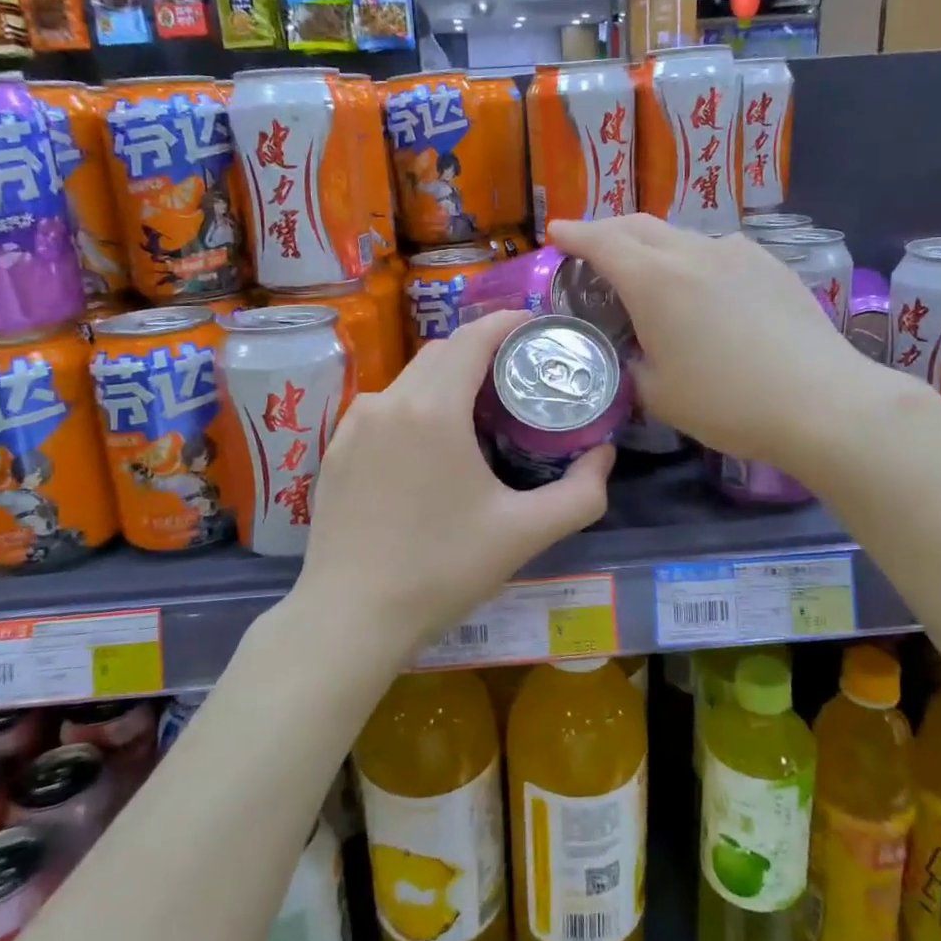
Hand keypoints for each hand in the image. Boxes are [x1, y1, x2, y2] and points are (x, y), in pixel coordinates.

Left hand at [294, 309, 614, 657]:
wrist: (350, 617)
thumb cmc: (441, 570)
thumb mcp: (525, 533)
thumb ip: (581, 492)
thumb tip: (604, 455)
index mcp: (432, 409)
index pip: (474, 337)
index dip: (509, 322)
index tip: (538, 327)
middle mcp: (388, 401)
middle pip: (442, 352)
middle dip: (483, 350)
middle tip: (519, 374)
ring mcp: (354, 423)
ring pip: (411, 378)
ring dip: (448, 378)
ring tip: (480, 409)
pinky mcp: (336, 448)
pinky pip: (384, 407)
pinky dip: (415, 404)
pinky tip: (431, 445)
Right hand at [550, 215, 897, 470]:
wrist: (820, 401)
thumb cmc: (726, 402)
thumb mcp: (658, 394)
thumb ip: (633, 364)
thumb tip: (635, 352)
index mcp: (654, 281)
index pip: (602, 241)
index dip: (574, 234)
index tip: (556, 232)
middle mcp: (693, 252)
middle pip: (639, 225)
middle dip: (608, 229)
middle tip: (591, 245)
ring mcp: (737, 253)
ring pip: (681, 235)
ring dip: (653, 244)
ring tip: (648, 269)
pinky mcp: (771, 265)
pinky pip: (718, 250)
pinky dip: (694, 258)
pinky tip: (704, 287)